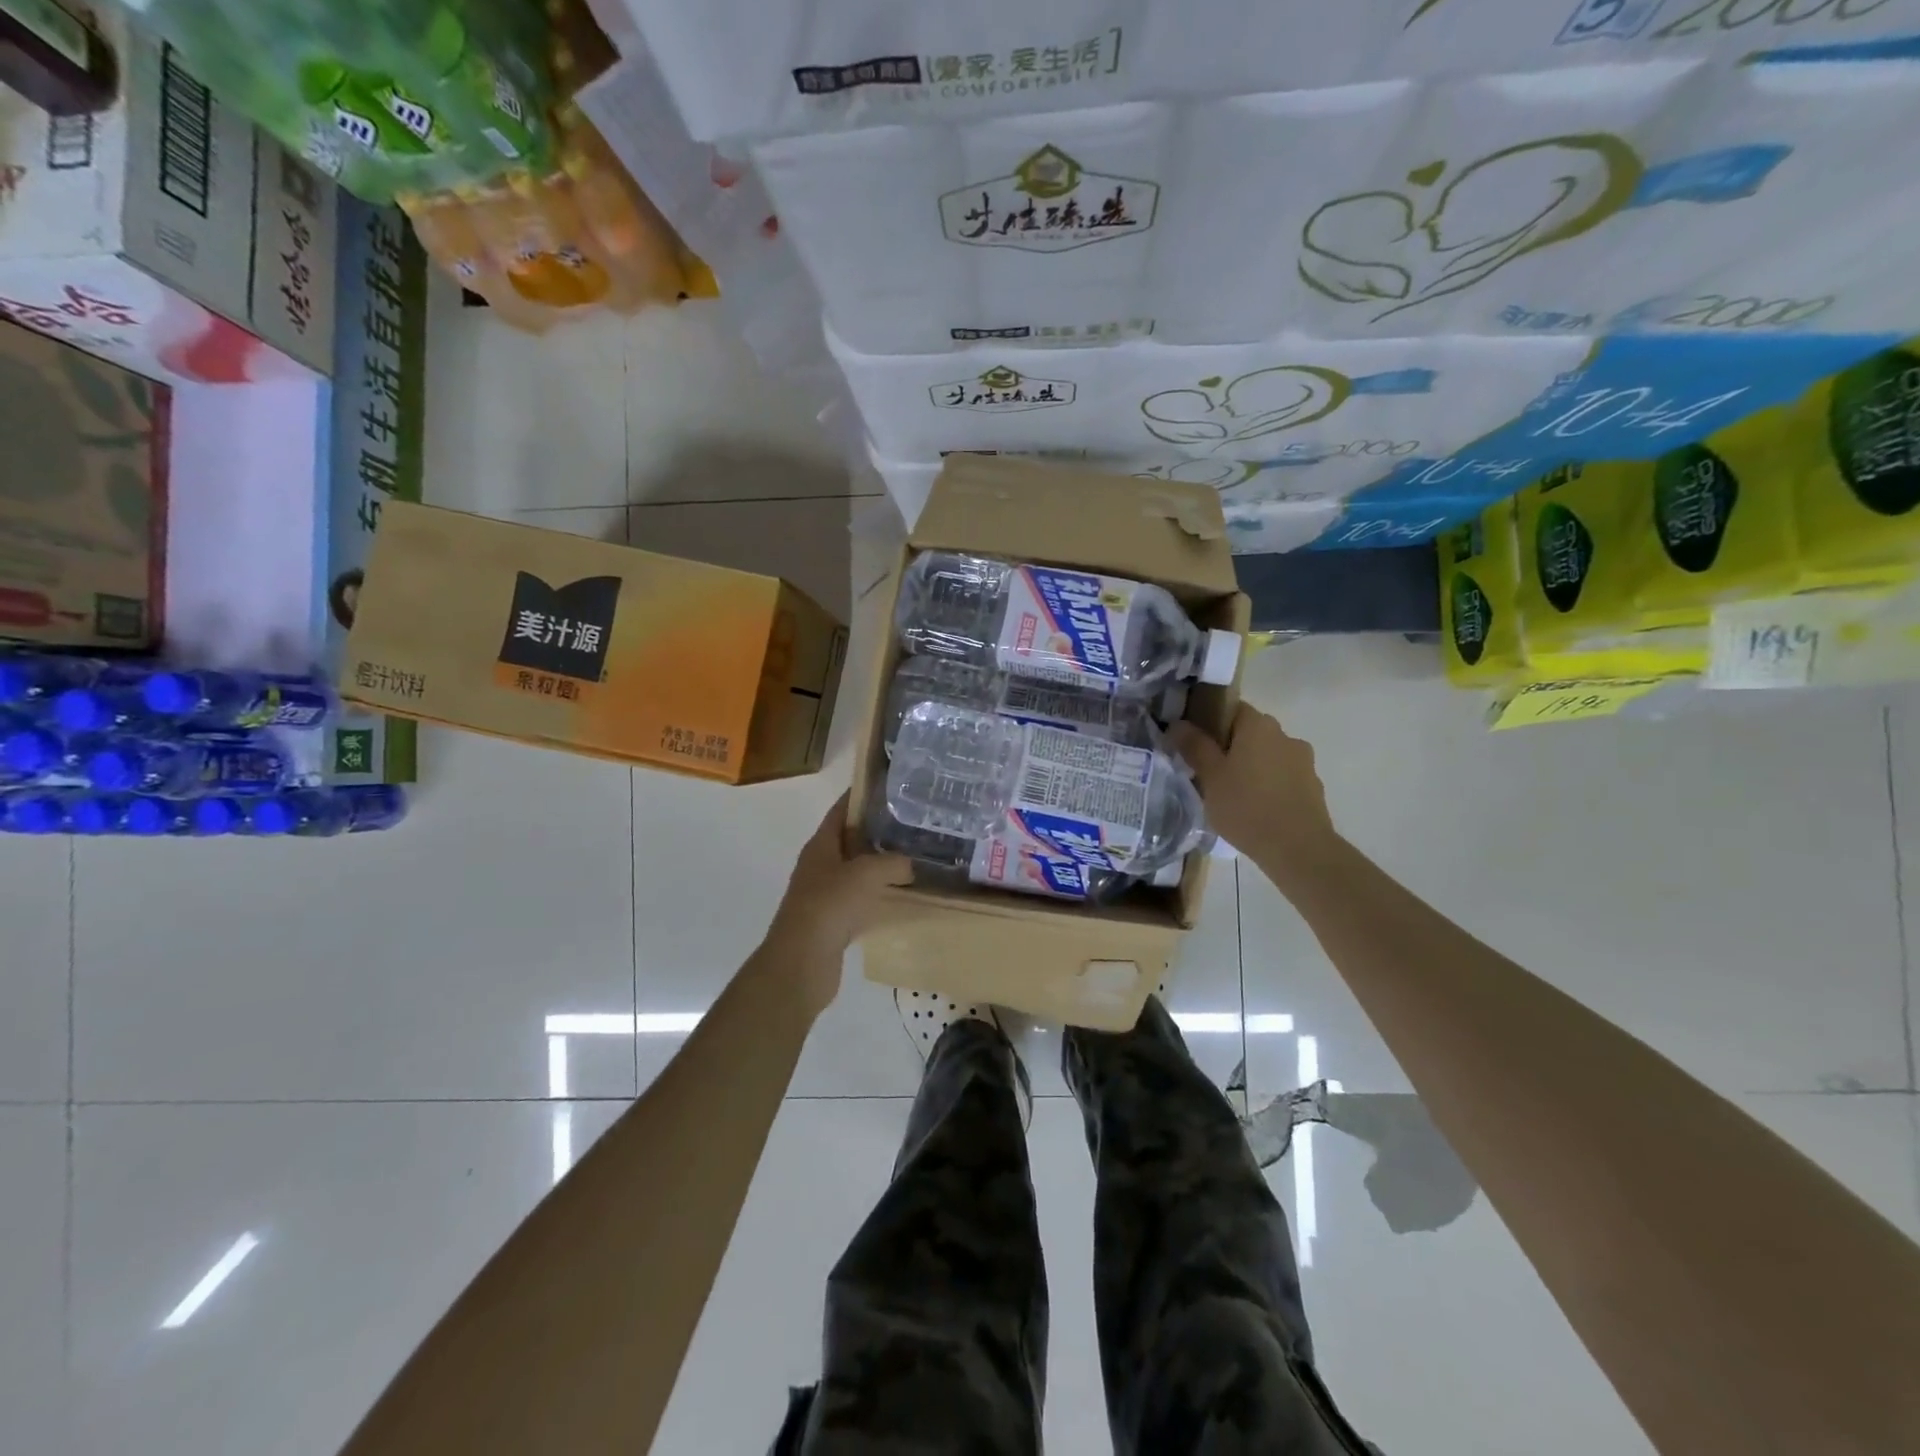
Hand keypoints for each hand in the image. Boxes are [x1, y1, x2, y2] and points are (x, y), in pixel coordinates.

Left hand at [762, 793, 910, 1011]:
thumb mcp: (866, 874)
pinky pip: (859, 899)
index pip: (841, 810)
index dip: (861, 796)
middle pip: (849, 840)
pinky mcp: (832, 921)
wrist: (802, 962)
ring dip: (879, 865)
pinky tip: (900, 896)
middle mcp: (819, 865)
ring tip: (912, 858)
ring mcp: (824, 894)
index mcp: (821, 845)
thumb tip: (910, 864)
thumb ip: (893, 862)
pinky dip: (877, 894)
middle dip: (876, 831)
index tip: (888, 787)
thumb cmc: (830, 906)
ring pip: (855, 871)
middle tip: (910, 824)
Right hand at [1167, 705, 1339, 878]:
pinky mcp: (1312, 786)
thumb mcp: (1210, 777)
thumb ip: (1194, 746)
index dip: (1209, 724)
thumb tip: (1178, 724)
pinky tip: (1255, 810)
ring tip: (1232, 796)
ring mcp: (1303, 761)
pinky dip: (1268, 786)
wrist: (1297, 849)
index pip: (1230, 709)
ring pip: (1267, 756)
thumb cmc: (1246, 807)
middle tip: (1208, 773)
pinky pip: (1281, 778)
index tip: (1194, 746)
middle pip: (1249, 733)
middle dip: (1229, 748)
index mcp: (1258, 726)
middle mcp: (1285, 735)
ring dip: (1250, 768)